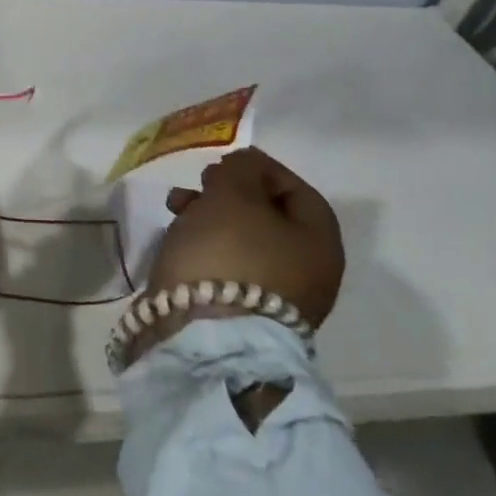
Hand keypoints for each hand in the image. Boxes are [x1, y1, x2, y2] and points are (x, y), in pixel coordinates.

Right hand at [149, 147, 344, 327]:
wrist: (204, 335)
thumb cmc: (229, 253)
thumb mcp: (234, 194)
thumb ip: (241, 170)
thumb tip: (244, 167)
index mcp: (320, 243)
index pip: (298, 191)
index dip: (261, 169)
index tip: (224, 160)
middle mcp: (308, 274)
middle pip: (268, 217)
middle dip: (229, 193)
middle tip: (199, 183)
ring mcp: (275, 300)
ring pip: (243, 241)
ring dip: (210, 216)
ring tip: (176, 207)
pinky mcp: (241, 315)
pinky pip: (226, 267)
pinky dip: (205, 247)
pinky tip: (179, 240)